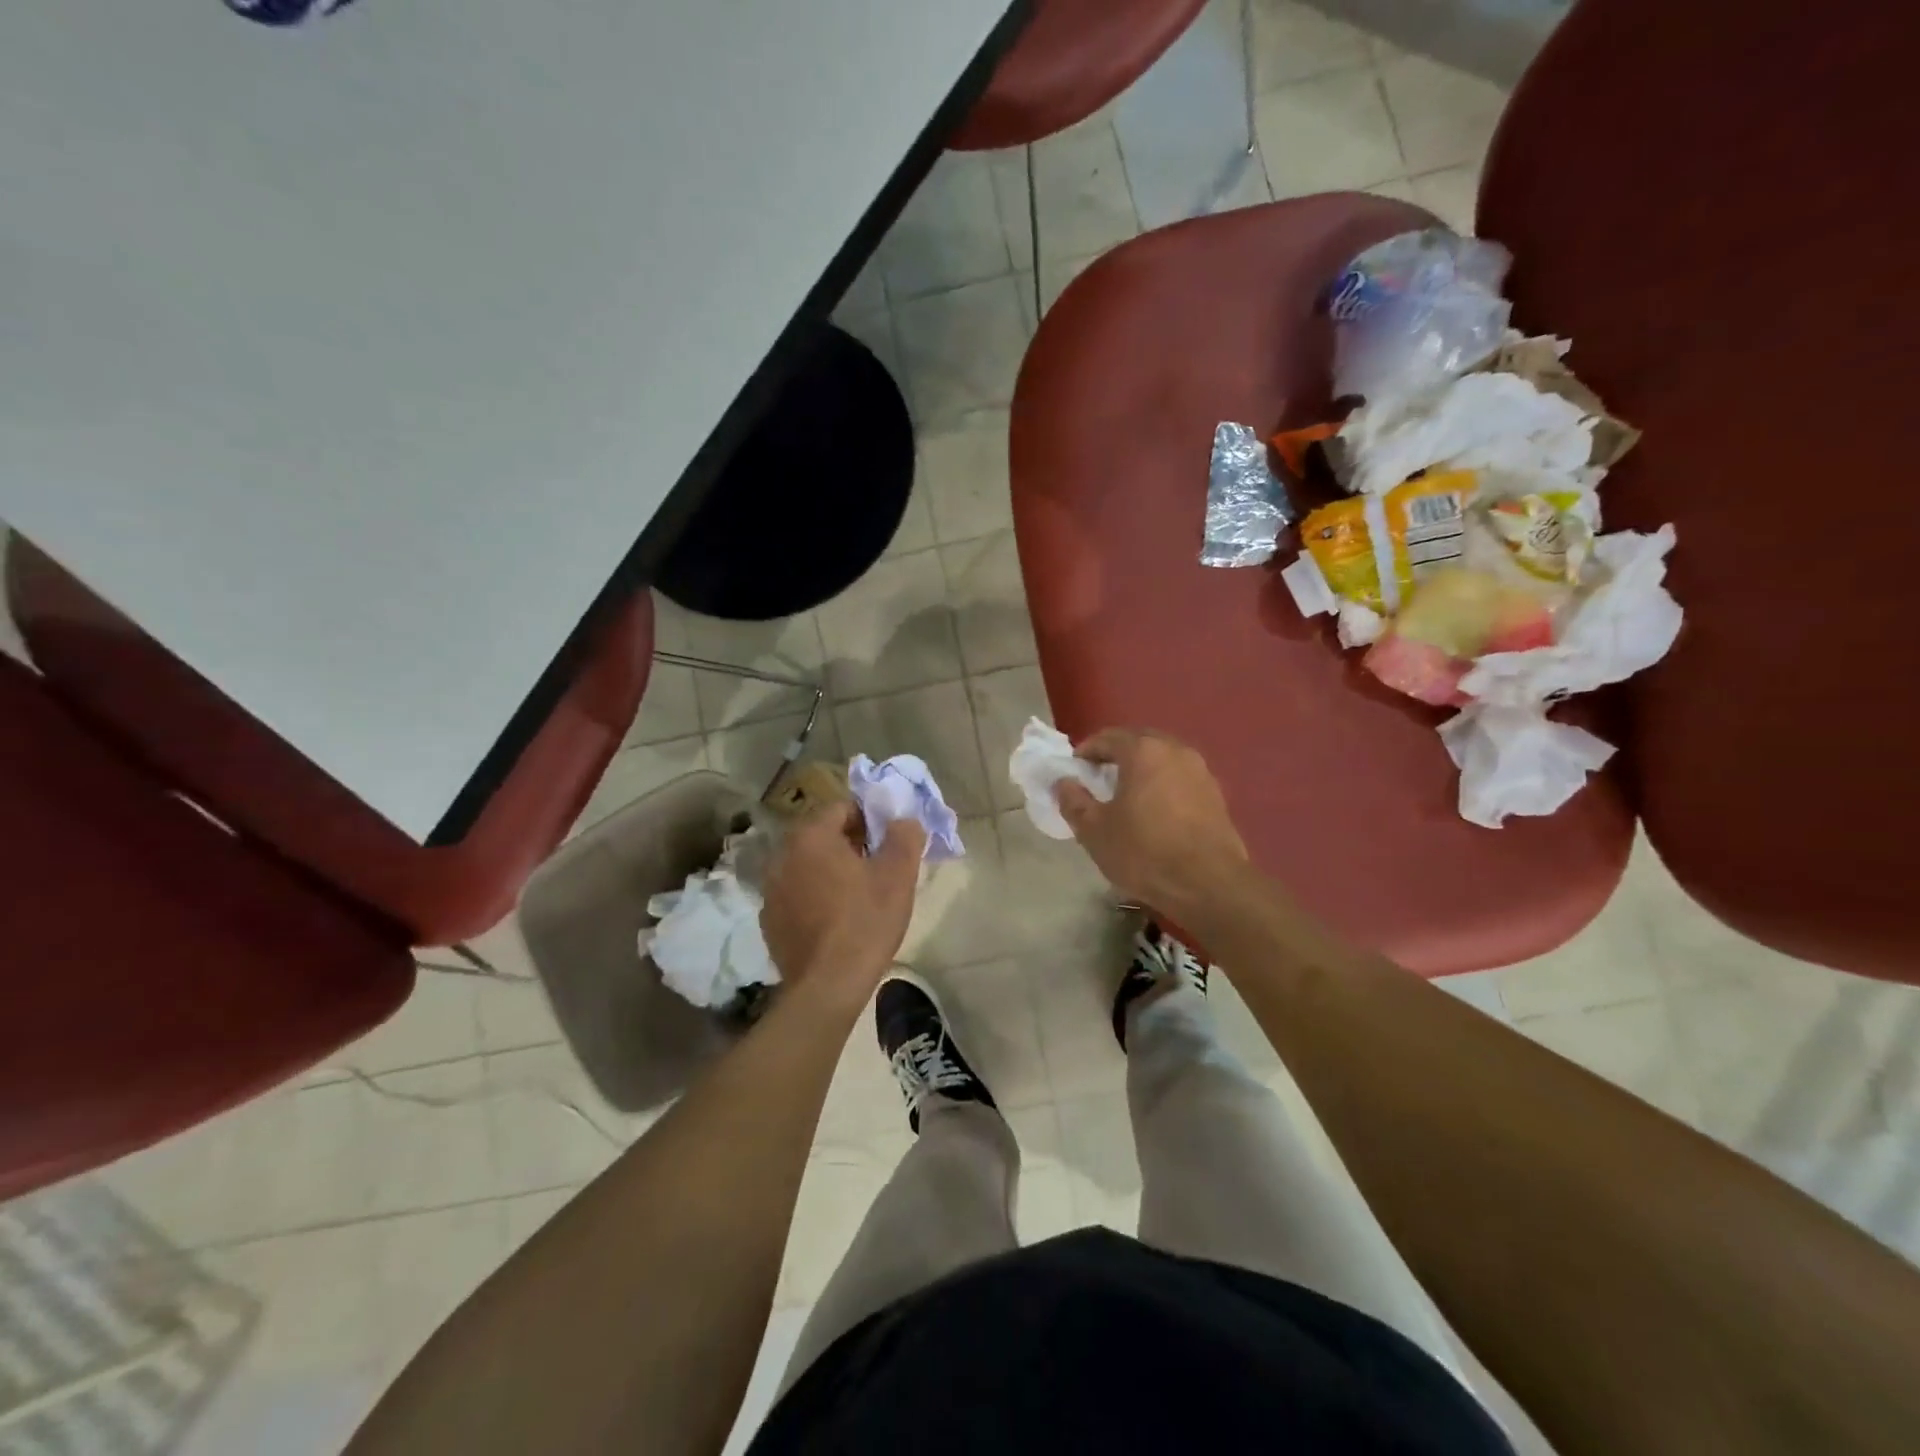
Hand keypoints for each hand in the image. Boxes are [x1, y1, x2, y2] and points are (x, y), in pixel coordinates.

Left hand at [760, 803, 925, 998]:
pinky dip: (814, 898)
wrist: (828, 986)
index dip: (870, 820)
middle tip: (878, 869)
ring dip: (830, 872)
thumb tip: (904, 820)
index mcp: (811, 836)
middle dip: (851, 845)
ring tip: (858, 897)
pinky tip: (835, 922)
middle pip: (823, 836)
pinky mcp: (770, 921)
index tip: (888, 844)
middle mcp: (782, 855)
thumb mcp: (898, 875)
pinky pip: (797, 895)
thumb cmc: (865, 921)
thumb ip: (904, 836)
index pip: (842, 808)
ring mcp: (771, 890)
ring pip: (808, 866)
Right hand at [1056, 729, 1247, 918]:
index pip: (1108, 737)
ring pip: (1163, 758)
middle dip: (1116, 754)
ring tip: (1126, 794)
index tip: (1075, 769)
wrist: (1209, 885)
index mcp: (1143, 751)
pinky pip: (1180, 778)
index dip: (1087, 750)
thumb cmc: (1144, 852)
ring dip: (1142, 768)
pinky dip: (1163, 784)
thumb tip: (1064, 783)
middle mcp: (1175, 750)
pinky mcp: (1216, 794)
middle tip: (1099, 777)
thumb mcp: (1095, 831)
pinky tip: (1154, 810)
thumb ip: (1074, 801)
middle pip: (1139, 741)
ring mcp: (1200, 771)